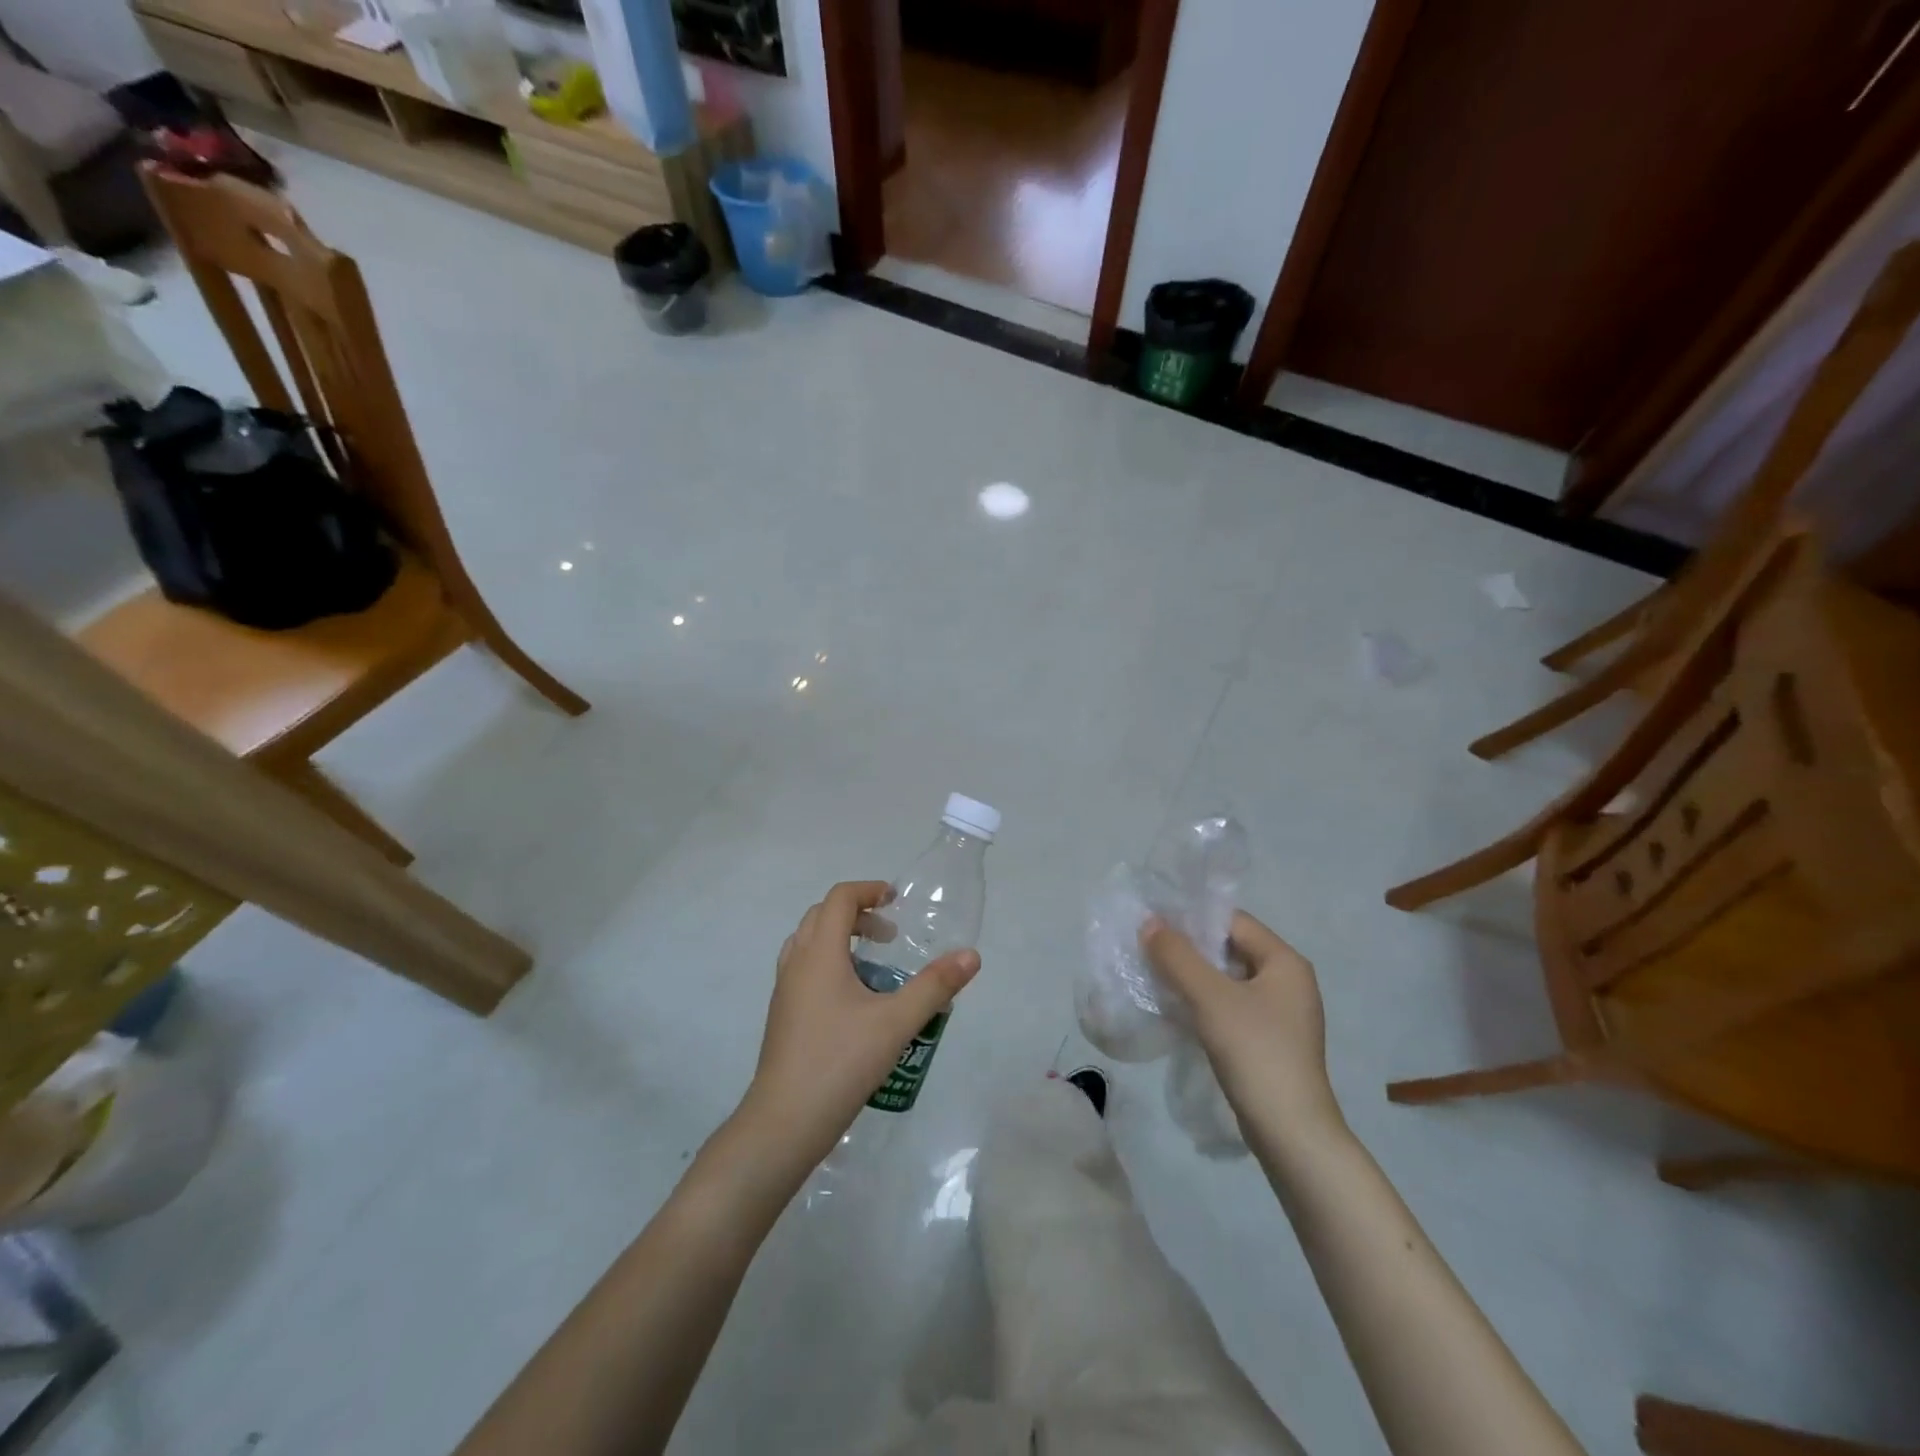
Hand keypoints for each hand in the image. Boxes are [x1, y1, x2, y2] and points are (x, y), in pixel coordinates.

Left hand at [739, 881, 980, 1175]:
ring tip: (874, 965)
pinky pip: (804, 969)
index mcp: (819, 953)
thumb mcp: (896, 1023)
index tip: (896, 901)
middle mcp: (796, 963)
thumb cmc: (840, 1062)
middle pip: (821, 916)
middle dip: (857, 914)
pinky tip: (854, 1001)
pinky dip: (828, 964)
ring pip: (808, 943)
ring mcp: (784, 991)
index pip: (839, 899)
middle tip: (890, 936)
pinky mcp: (782, 1016)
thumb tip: (971, 956)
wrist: (784, 1122)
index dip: (868, 890)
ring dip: (840, 939)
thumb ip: (934, 986)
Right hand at [1141, 911, 1340, 1138]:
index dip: (1193, 918)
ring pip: (1227, 980)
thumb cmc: (1255, 1051)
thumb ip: (1177, 956)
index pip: (1234, 921)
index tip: (1154, 922)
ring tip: (1154, 975)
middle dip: (1189, 948)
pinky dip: (1203, 1002)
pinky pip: (1230, 1007)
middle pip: (1230, 949)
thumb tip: (1149, 923)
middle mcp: (1288, 981)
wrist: (1291, 1132)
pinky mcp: (1269, 1041)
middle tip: (1148, 948)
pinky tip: (1175, 1009)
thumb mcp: (1210, 997)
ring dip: (1193, 976)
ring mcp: (1280, 1014)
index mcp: (1285, 961)